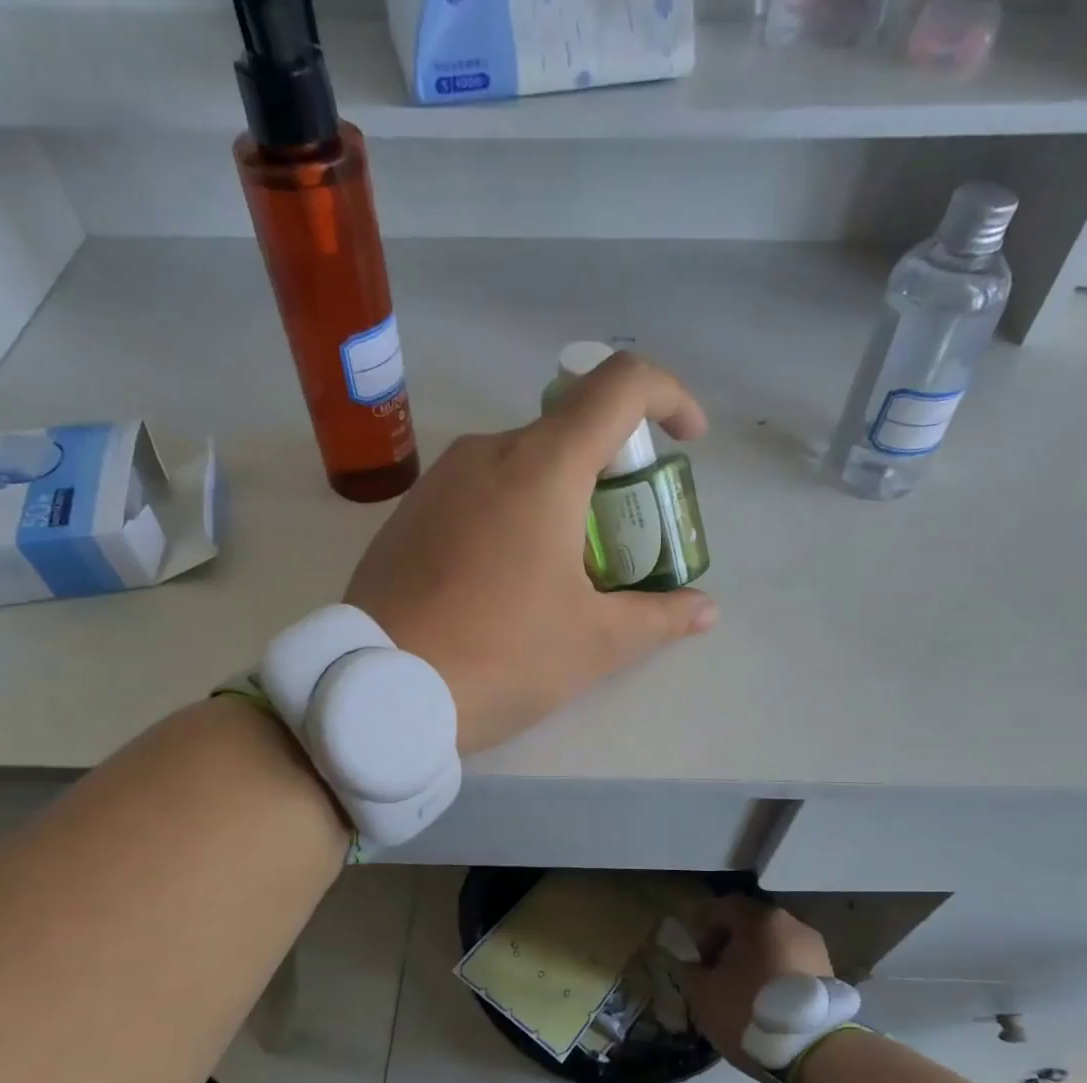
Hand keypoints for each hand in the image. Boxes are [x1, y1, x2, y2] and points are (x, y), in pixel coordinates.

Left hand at [345, 351, 717, 755]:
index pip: (620, 386)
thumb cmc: (500, 657)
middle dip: (611, 476)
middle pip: (569, 433)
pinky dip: (510, 517)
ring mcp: (438, 482)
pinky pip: (476, 495)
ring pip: (520, 467)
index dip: (668, 398)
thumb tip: (705, 611)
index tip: (686, 444)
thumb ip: (658, 618)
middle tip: (622, 545)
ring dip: (558, 500)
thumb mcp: (593, 644)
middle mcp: (487, 453)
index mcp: (542, 467)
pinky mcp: (406, 516)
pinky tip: (503, 584)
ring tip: (561, 574)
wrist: (380, 692)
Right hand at [681, 897, 834, 1075]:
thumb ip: (688, 970)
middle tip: (716, 975)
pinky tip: (767, 1005)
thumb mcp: (702, 993)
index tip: (697, 957)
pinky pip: (793, 967)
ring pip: (774, 947)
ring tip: (742, 994)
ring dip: (755, 962)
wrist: (813, 1052)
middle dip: (730, 946)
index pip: (724, 907)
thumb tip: (687, 963)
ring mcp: (815, 950)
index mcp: (760, 919)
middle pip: (752, 926)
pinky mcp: (830, 976)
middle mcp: (792, 925)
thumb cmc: (749, 1011)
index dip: (704, 928)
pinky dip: (776, 977)